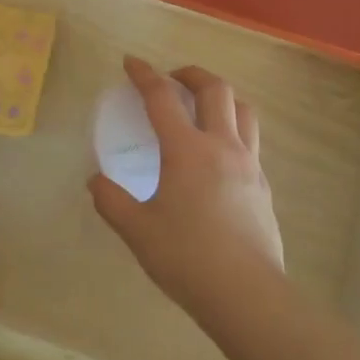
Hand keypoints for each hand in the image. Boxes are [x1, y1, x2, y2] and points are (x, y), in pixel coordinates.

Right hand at [88, 56, 283, 319]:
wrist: (248, 296)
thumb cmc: (187, 259)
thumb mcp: (137, 231)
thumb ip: (111, 201)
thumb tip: (95, 181)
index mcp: (187, 150)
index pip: (162, 98)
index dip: (144, 74)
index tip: (131, 62)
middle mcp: (222, 147)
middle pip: (215, 89)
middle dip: (191, 74)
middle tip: (173, 79)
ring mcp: (249, 166)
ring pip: (243, 111)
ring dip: (221, 96)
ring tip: (203, 106)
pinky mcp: (264, 188)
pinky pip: (251, 142)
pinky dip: (232, 130)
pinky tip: (218, 155)